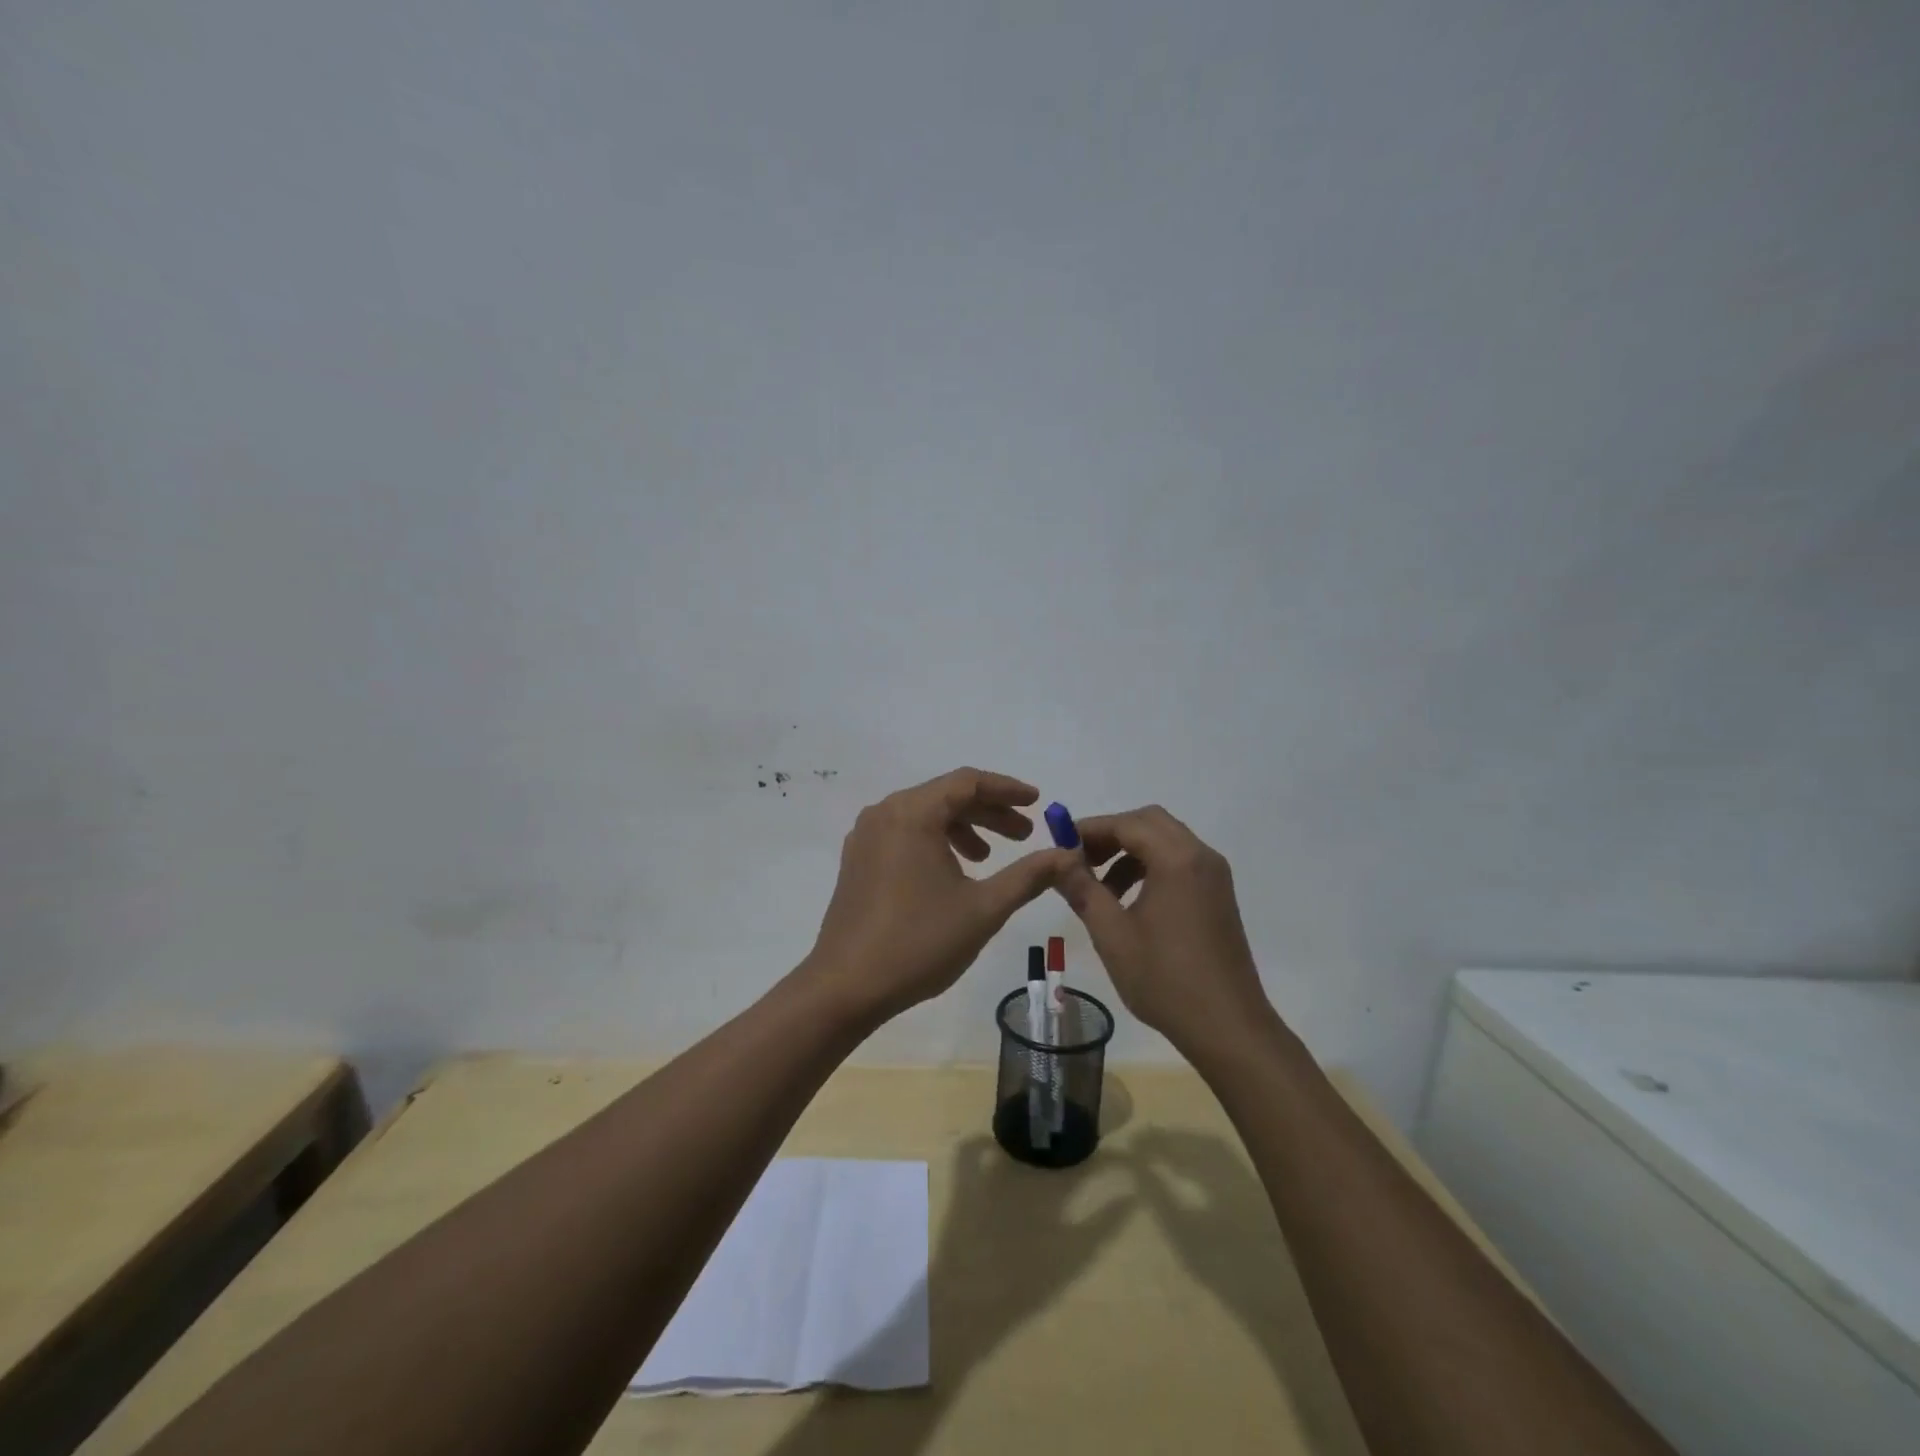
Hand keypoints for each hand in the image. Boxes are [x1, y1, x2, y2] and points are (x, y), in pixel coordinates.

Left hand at [803, 768, 1077, 1022]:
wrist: (845, 987)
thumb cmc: (918, 942)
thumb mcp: (983, 909)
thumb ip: (1028, 876)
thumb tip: (1067, 855)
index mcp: (912, 813)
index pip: (967, 782)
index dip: (1007, 790)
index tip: (1038, 803)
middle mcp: (885, 813)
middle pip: (945, 796)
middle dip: (989, 812)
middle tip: (1025, 835)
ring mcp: (865, 836)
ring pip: (924, 815)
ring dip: (962, 828)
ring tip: (989, 857)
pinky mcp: (857, 860)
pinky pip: (904, 834)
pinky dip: (935, 841)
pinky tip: (953, 872)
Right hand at [1054, 805, 1274, 1055]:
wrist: (1228, 1027)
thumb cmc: (1165, 980)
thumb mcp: (1112, 934)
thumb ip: (1082, 889)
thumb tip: (1058, 860)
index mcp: (1177, 860)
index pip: (1127, 823)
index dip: (1090, 829)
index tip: (1059, 845)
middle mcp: (1201, 857)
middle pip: (1149, 822)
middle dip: (1111, 835)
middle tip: (1081, 860)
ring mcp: (1214, 876)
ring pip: (1165, 841)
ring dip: (1130, 852)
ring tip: (1100, 888)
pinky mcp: (1218, 896)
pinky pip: (1179, 862)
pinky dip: (1150, 867)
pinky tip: (1129, 901)